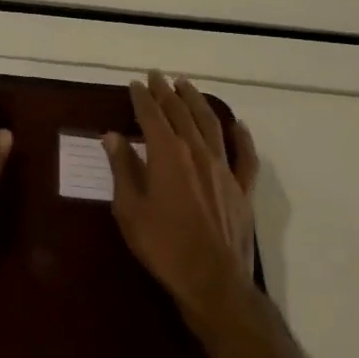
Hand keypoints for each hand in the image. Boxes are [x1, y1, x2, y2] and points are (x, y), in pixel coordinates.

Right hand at [104, 72, 260, 313]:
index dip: (142, 98)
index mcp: (167, 156)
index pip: (152, 116)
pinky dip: (242, 137)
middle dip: (166, 92)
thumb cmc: (163, 247)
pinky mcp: (242, 189)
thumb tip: (112, 136)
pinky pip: (245, 156)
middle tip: (157, 76)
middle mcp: (197, 153)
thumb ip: (122, 169)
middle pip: (181, 114)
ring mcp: (224, 170)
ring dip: (197, 102)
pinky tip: (238, 124)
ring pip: (211, 125)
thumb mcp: (130, 210)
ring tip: (187, 85)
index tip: (135, 83)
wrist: (212, 281)